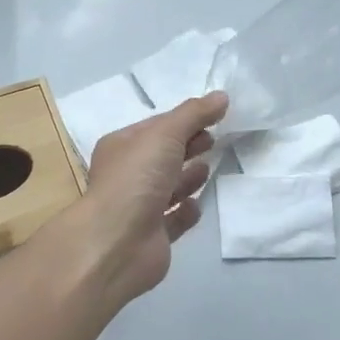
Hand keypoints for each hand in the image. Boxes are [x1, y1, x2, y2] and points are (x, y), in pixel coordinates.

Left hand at [51, 92, 226, 308]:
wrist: (118, 243)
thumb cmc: (136, 179)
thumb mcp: (165, 135)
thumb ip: (194, 114)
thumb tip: (221, 95)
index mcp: (121, 147)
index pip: (156, 127)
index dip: (183, 120)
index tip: (213, 117)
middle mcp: (127, 176)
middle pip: (163, 156)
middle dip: (187, 146)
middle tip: (214, 140)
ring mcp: (139, 208)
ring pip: (168, 187)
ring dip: (188, 177)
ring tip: (207, 169)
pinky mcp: (153, 237)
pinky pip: (174, 220)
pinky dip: (186, 211)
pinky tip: (196, 205)